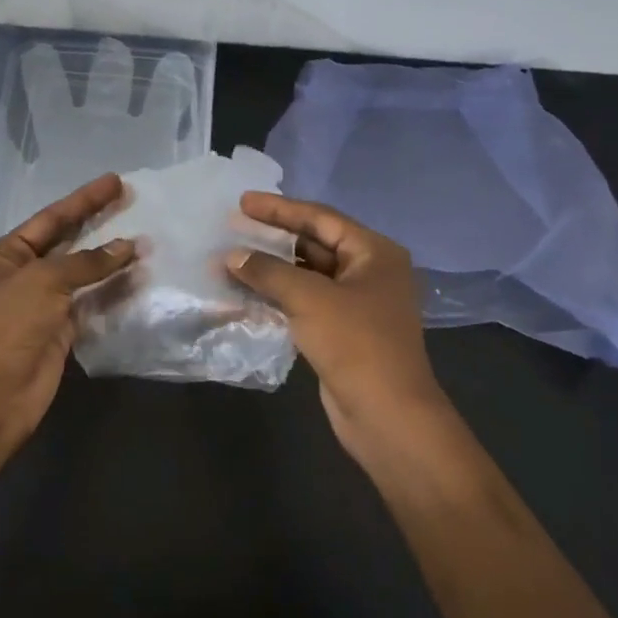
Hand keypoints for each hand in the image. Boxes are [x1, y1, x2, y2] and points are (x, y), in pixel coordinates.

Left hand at [0, 173, 135, 445]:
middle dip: (98, 222)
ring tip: (145, 240)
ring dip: (111, 259)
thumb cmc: (8, 324)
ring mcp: (43, 304)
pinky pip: (91, 302)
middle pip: (68, 242)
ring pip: (83, 274)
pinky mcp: (62, 330)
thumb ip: (87, 262)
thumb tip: (128, 246)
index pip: (51, 218)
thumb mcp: (43, 281)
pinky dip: (113, 290)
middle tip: (132, 201)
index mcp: (6, 255)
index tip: (115, 181)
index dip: (83, 199)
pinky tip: (137, 277)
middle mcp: (23, 275)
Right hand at [226, 194, 448, 458]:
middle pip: (314, 244)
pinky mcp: (342, 331)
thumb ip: (268, 271)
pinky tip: (246, 293)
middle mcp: (369, 271)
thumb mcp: (309, 299)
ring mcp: (356, 303)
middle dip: (273, 238)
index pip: (320, 218)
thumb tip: (232, 255)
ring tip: (232, 259)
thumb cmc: (355, 344)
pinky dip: (278, 295)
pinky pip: (305, 302)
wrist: (386, 414)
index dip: (279, 209)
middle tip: (233, 228)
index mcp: (374, 253)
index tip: (242, 202)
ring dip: (272, 269)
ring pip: (307, 275)